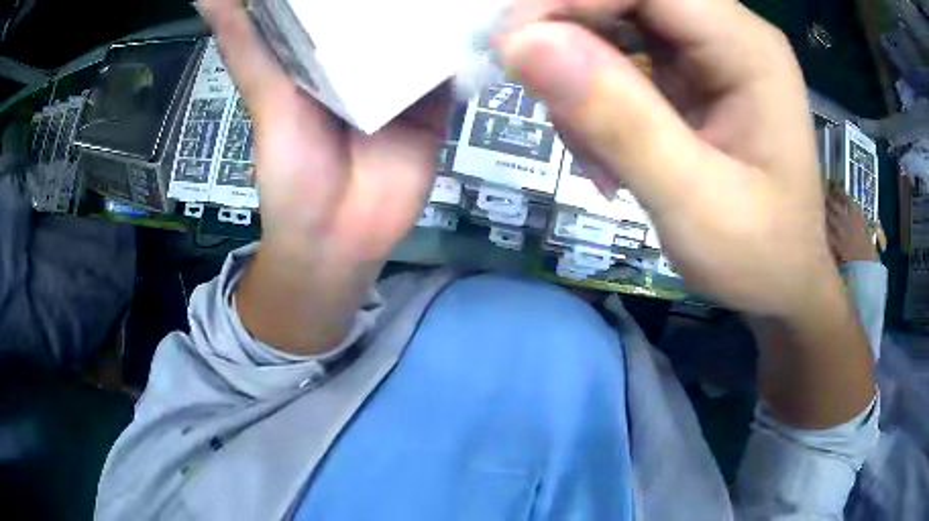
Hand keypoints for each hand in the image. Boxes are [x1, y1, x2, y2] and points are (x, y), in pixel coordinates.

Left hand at [198, 0, 447, 264]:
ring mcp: (402, 77)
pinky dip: (466, 41)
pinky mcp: (435, 101)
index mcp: (318, 49)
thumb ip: (245, 42)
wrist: (339, 238)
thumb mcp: (264, 95)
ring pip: (423, 31)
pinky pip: (452, 64)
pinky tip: (481, 12)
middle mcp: (362, 56)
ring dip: (437, 6)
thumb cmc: (291, 169)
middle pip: (386, 9)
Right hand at [501, 0, 875, 428]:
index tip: (513, 48)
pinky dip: (593, 95)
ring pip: (613, 22)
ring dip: (578, 74)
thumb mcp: (694, 204)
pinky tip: (604, 150)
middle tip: (540, 99)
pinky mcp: (690, 73)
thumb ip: (620, 121)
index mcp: (747, 47)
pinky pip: (621, 55)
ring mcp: (708, 50)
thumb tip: (524, 45)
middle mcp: (729, 32)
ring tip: (589, 152)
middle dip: (567, 35)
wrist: (782, 282)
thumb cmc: (757, 256)